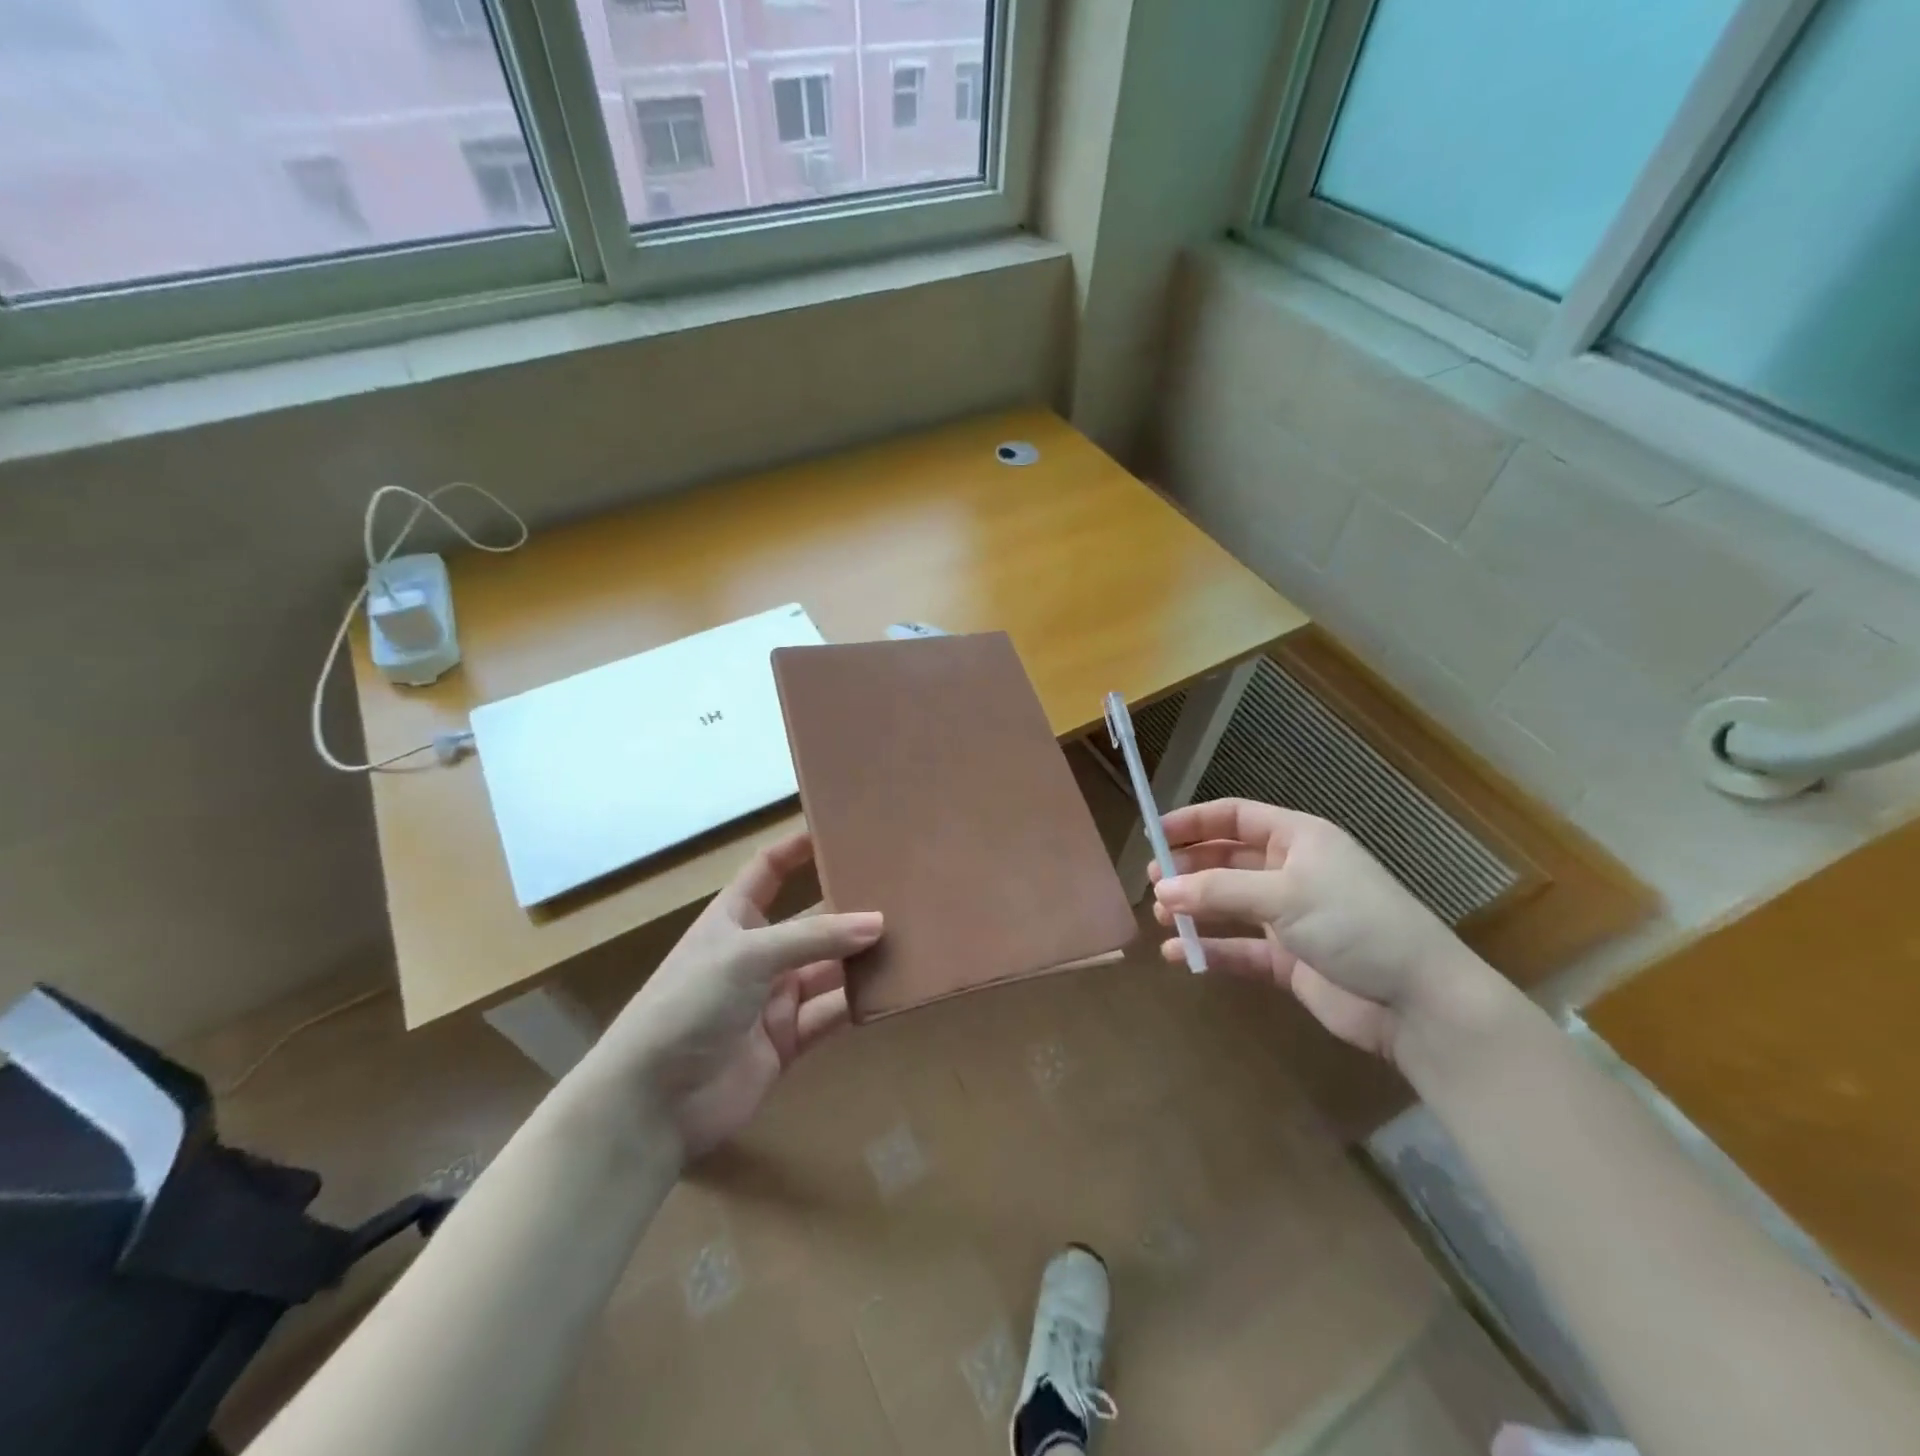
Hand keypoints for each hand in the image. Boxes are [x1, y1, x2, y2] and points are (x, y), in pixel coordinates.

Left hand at [587, 832, 881, 1161]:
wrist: (652, 1103)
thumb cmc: (689, 1004)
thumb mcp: (748, 956)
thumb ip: (815, 938)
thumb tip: (878, 922)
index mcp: (733, 918)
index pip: (768, 870)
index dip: (798, 849)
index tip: (840, 830)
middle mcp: (756, 953)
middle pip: (810, 922)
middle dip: (848, 909)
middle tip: (900, 893)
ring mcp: (772, 999)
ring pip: (827, 969)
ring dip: (859, 958)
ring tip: (911, 939)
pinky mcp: (786, 1041)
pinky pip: (829, 1014)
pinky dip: (856, 1004)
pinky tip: (892, 990)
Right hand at [1150, 799, 1494, 1062]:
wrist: (1418, 1002)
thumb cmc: (1354, 924)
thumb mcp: (1283, 895)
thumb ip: (1218, 890)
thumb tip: (1160, 890)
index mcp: (1297, 839)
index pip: (1235, 817)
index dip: (1193, 822)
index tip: (1152, 835)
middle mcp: (1291, 872)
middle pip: (1226, 860)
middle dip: (1188, 868)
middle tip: (1153, 883)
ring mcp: (1290, 916)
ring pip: (1229, 904)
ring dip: (1195, 909)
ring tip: (1161, 918)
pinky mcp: (1288, 959)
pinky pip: (1239, 948)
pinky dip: (1210, 949)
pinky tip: (1179, 955)